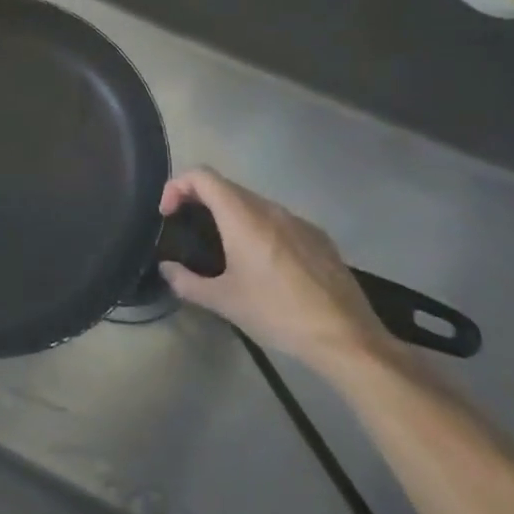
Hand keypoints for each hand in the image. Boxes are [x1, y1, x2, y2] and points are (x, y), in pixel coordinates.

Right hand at [157, 168, 387, 371]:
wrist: (347, 338)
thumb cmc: (277, 313)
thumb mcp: (224, 302)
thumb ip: (187, 282)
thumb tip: (167, 269)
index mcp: (243, 217)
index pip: (202, 176)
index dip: (177, 186)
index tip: (168, 214)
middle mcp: (271, 209)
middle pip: (226, 187)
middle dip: (200, 200)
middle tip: (187, 230)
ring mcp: (299, 221)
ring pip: (254, 203)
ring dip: (230, 214)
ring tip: (223, 249)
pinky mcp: (319, 238)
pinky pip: (278, 220)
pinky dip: (259, 228)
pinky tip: (263, 265)